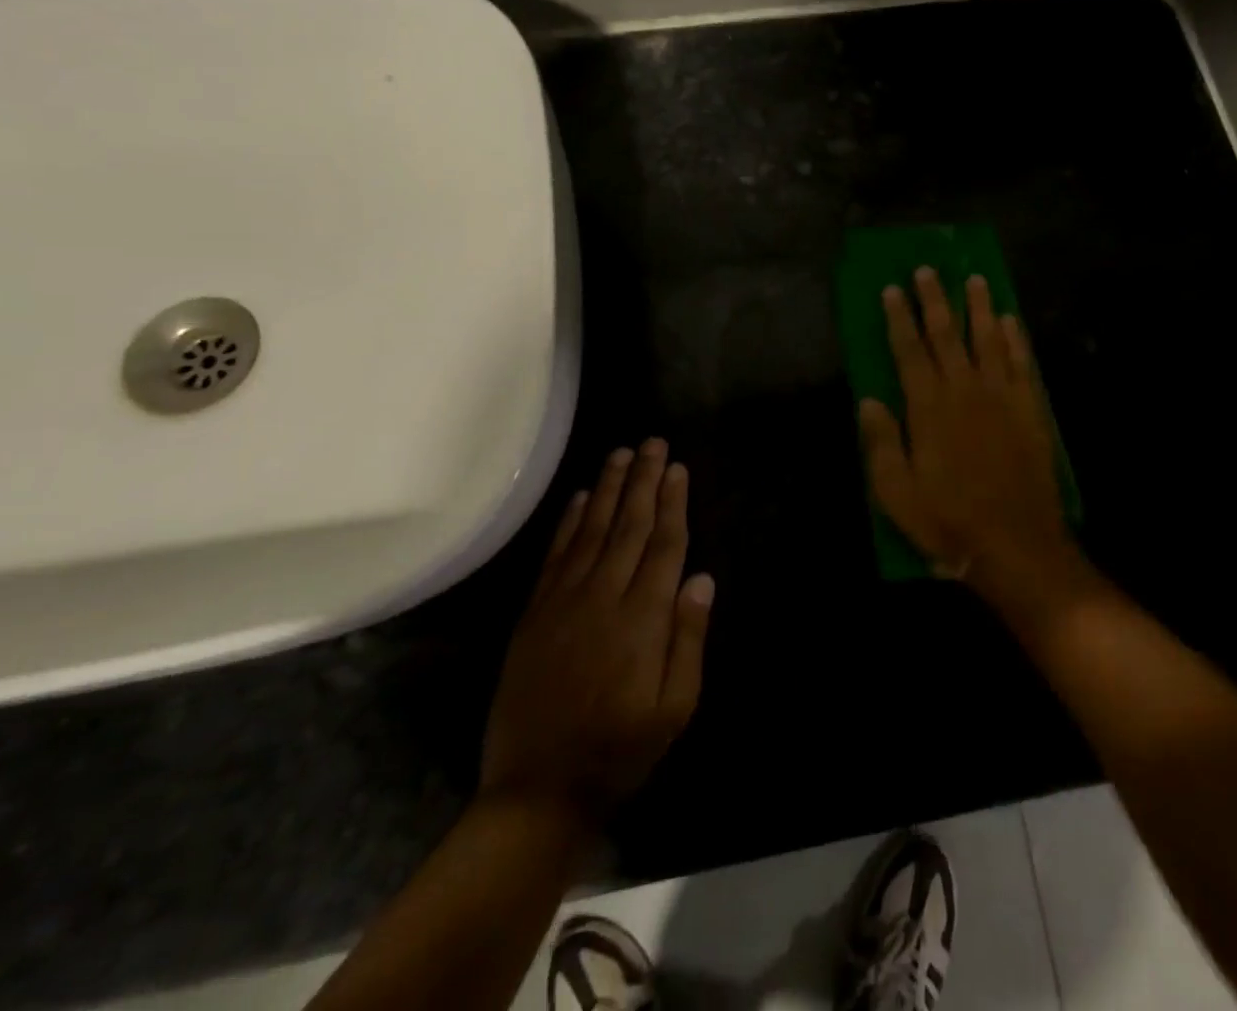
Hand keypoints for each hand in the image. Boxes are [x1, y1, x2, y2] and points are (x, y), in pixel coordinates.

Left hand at [480, 440, 714, 824]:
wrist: (537, 791)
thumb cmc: (619, 750)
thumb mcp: (675, 708)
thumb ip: (689, 639)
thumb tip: (702, 579)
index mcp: (643, 619)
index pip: (664, 545)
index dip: (672, 503)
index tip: (678, 468)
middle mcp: (603, 597)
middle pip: (629, 526)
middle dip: (644, 481)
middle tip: (653, 443)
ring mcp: (563, 602)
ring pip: (592, 530)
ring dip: (608, 489)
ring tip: (621, 454)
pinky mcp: (534, 614)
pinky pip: (555, 556)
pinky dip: (569, 522)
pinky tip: (581, 497)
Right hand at [858, 269, 1092, 620]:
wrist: (1015, 545)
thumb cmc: (948, 521)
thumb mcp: (896, 493)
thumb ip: (882, 443)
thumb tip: (870, 400)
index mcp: (928, 408)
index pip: (909, 351)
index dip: (898, 319)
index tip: (892, 289)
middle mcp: (965, 391)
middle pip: (947, 335)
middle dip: (935, 300)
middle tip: (928, 269)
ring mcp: (1001, 398)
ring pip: (988, 340)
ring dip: (978, 308)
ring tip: (974, 279)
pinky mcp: (1029, 410)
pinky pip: (1021, 364)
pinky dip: (1015, 339)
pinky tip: (1010, 321)